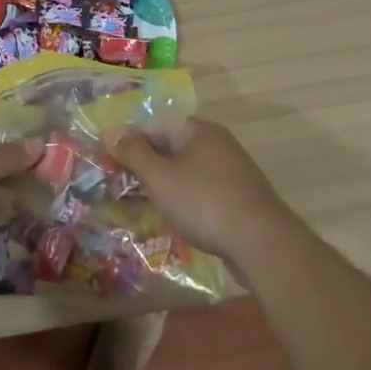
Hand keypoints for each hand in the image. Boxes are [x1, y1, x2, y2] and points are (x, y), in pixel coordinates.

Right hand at [106, 118, 295, 262]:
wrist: (262, 245)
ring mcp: (230, 173)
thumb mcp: (161, 177)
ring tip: (133, 206)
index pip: (156, 125)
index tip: (108, 160)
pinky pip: (198, 194)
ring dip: (159, 187)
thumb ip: (134, 153)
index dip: (130, 141)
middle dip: (143, 167)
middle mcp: (217, 145)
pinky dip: (179, 202)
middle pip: (170, 149)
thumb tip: (111, 131)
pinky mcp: (236, 200)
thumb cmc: (205, 203)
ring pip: (184, 174)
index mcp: (200, 130)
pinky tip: (165, 219)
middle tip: (115, 185)